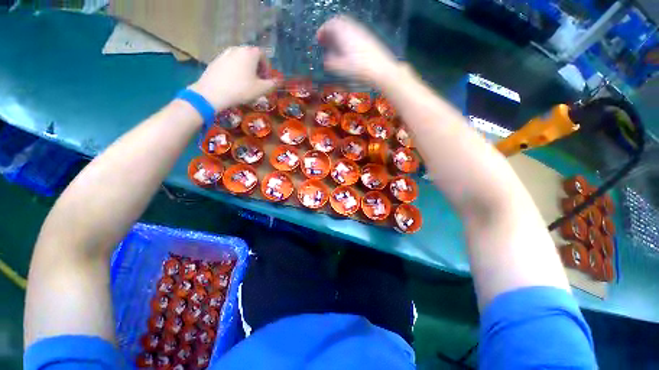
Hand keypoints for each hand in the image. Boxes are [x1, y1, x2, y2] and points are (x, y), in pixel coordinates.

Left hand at [189, 46, 278, 110]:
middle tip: (258, 81)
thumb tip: (278, 81)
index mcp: (249, 53)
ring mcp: (225, 53)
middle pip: (251, 55)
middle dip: (257, 68)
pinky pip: (231, 63)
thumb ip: (272, 84)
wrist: (213, 92)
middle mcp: (237, 49)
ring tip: (247, 82)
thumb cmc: (241, 89)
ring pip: (240, 59)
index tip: (267, 79)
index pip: (262, 55)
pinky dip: (236, 70)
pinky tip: (235, 82)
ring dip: (247, 69)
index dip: (267, 67)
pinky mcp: (216, 60)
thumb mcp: (261, 89)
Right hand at [317, 16, 398, 83]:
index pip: (330, 24)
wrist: (381, 69)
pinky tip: (347, 49)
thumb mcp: (341, 68)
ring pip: (347, 27)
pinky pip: (354, 32)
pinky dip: (347, 37)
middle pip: (338, 23)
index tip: (318, 39)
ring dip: (339, 34)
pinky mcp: (368, 38)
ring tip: (335, 46)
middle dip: (330, 30)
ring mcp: (362, 32)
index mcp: (343, 33)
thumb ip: (330, 62)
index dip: (322, 31)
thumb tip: (326, 59)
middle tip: (326, 41)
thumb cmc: (358, 69)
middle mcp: (352, 28)